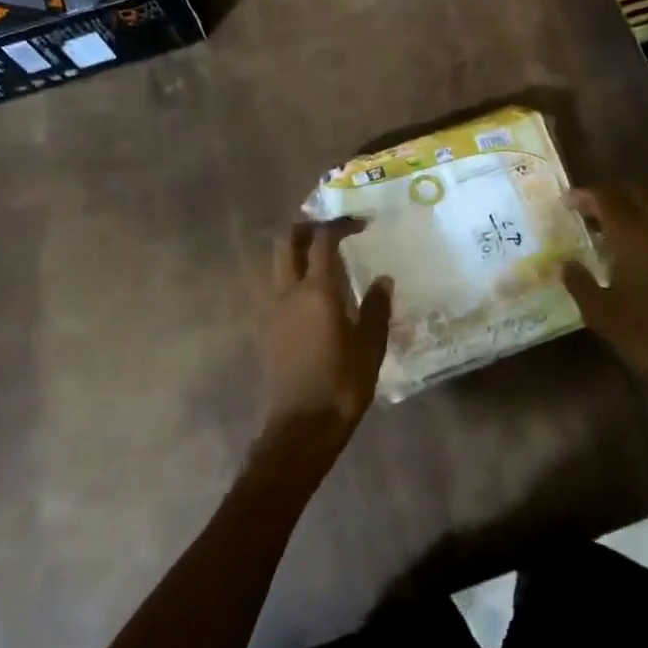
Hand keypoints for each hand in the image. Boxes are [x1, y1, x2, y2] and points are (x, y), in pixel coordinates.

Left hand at [255, 219, 392, 454]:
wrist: (302, 424)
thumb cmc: (342, 383)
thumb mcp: (371, 345)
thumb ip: (376, 307)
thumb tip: (383, 280)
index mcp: (317, 291)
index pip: (324, 240)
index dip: (341, 224)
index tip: (361, 224)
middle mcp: (288, 292)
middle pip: (287, 241)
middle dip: (308, 227)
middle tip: (333, 232)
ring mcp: (271, 309)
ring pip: (275, 262)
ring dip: (295, 250)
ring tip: (320, 260)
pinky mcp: (264, 328)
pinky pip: (272, 287)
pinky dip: (288, 276)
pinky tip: (308, 294)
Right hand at [562, 185, 647, 402]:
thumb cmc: (639, 331)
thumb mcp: (597, 309)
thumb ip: (578, 280)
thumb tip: (566, 263)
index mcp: (632, 234)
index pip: (607, 196)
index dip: (585, 195)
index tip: (568, 203)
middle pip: (635, 190)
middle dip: (610, 193)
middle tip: (589, 210)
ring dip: (636, 200)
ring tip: (617, 219)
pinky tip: (642, 240)